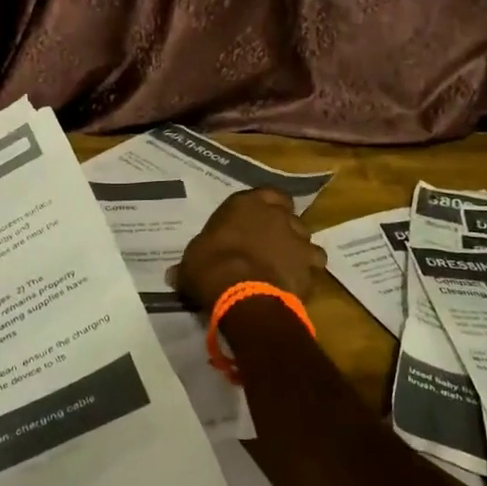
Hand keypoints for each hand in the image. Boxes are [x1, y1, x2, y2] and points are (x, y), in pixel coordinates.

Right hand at [168, 188, 326, 312]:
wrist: (243, 291)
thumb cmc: (211, 266)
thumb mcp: (191, 263)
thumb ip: (189, 264)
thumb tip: (173, 274)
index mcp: (247, 203)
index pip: (266, 193)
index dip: (264, 206)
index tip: (257, 220)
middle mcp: (277, 214)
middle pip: (287, 215)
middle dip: (281, 228)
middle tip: (269, 246)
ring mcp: (298, 238)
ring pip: (305, 239)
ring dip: (297, 251)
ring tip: (283, 268)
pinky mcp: (311, 265)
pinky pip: (312, 267)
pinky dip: (306, 274)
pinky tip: (294, 285)